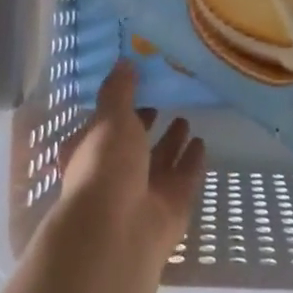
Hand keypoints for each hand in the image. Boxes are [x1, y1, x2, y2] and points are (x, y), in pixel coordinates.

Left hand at [49, 60, 205, 267]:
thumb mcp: (110, 118)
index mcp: (90, 152)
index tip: (138, 86)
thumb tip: (125, 61)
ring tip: (186, 119)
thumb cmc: (105, 166)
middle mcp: (115, 173)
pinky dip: (192, 162)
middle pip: (135, 145)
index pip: (104, 126)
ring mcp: (144, 192)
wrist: (118, 231)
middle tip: (165, 101)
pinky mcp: (171, 207)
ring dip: (172, 142)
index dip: (119, 108)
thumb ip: (119, 91)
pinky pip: (184, 178)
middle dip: (147, 125)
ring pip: (161, 162)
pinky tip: (203, 144)